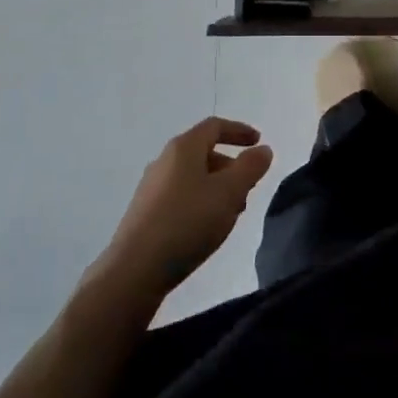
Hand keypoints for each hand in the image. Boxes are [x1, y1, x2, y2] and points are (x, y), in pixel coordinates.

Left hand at [98, 118, 273, 295]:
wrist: (134, 270)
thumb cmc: (187, 222)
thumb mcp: (229, 193)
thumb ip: (250, 167)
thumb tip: (263, 149)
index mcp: (184, 148)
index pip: (215, 126)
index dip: (239, 131)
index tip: (259, 142)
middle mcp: (164, 161)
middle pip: (203, 152)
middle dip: (230, 166)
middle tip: (248, 188)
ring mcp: (151, 188)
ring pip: (192, 177)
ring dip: (216, 187)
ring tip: (230, 213)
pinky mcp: (144, 213)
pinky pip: (180, 196)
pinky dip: (199, 202)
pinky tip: (205, 228)